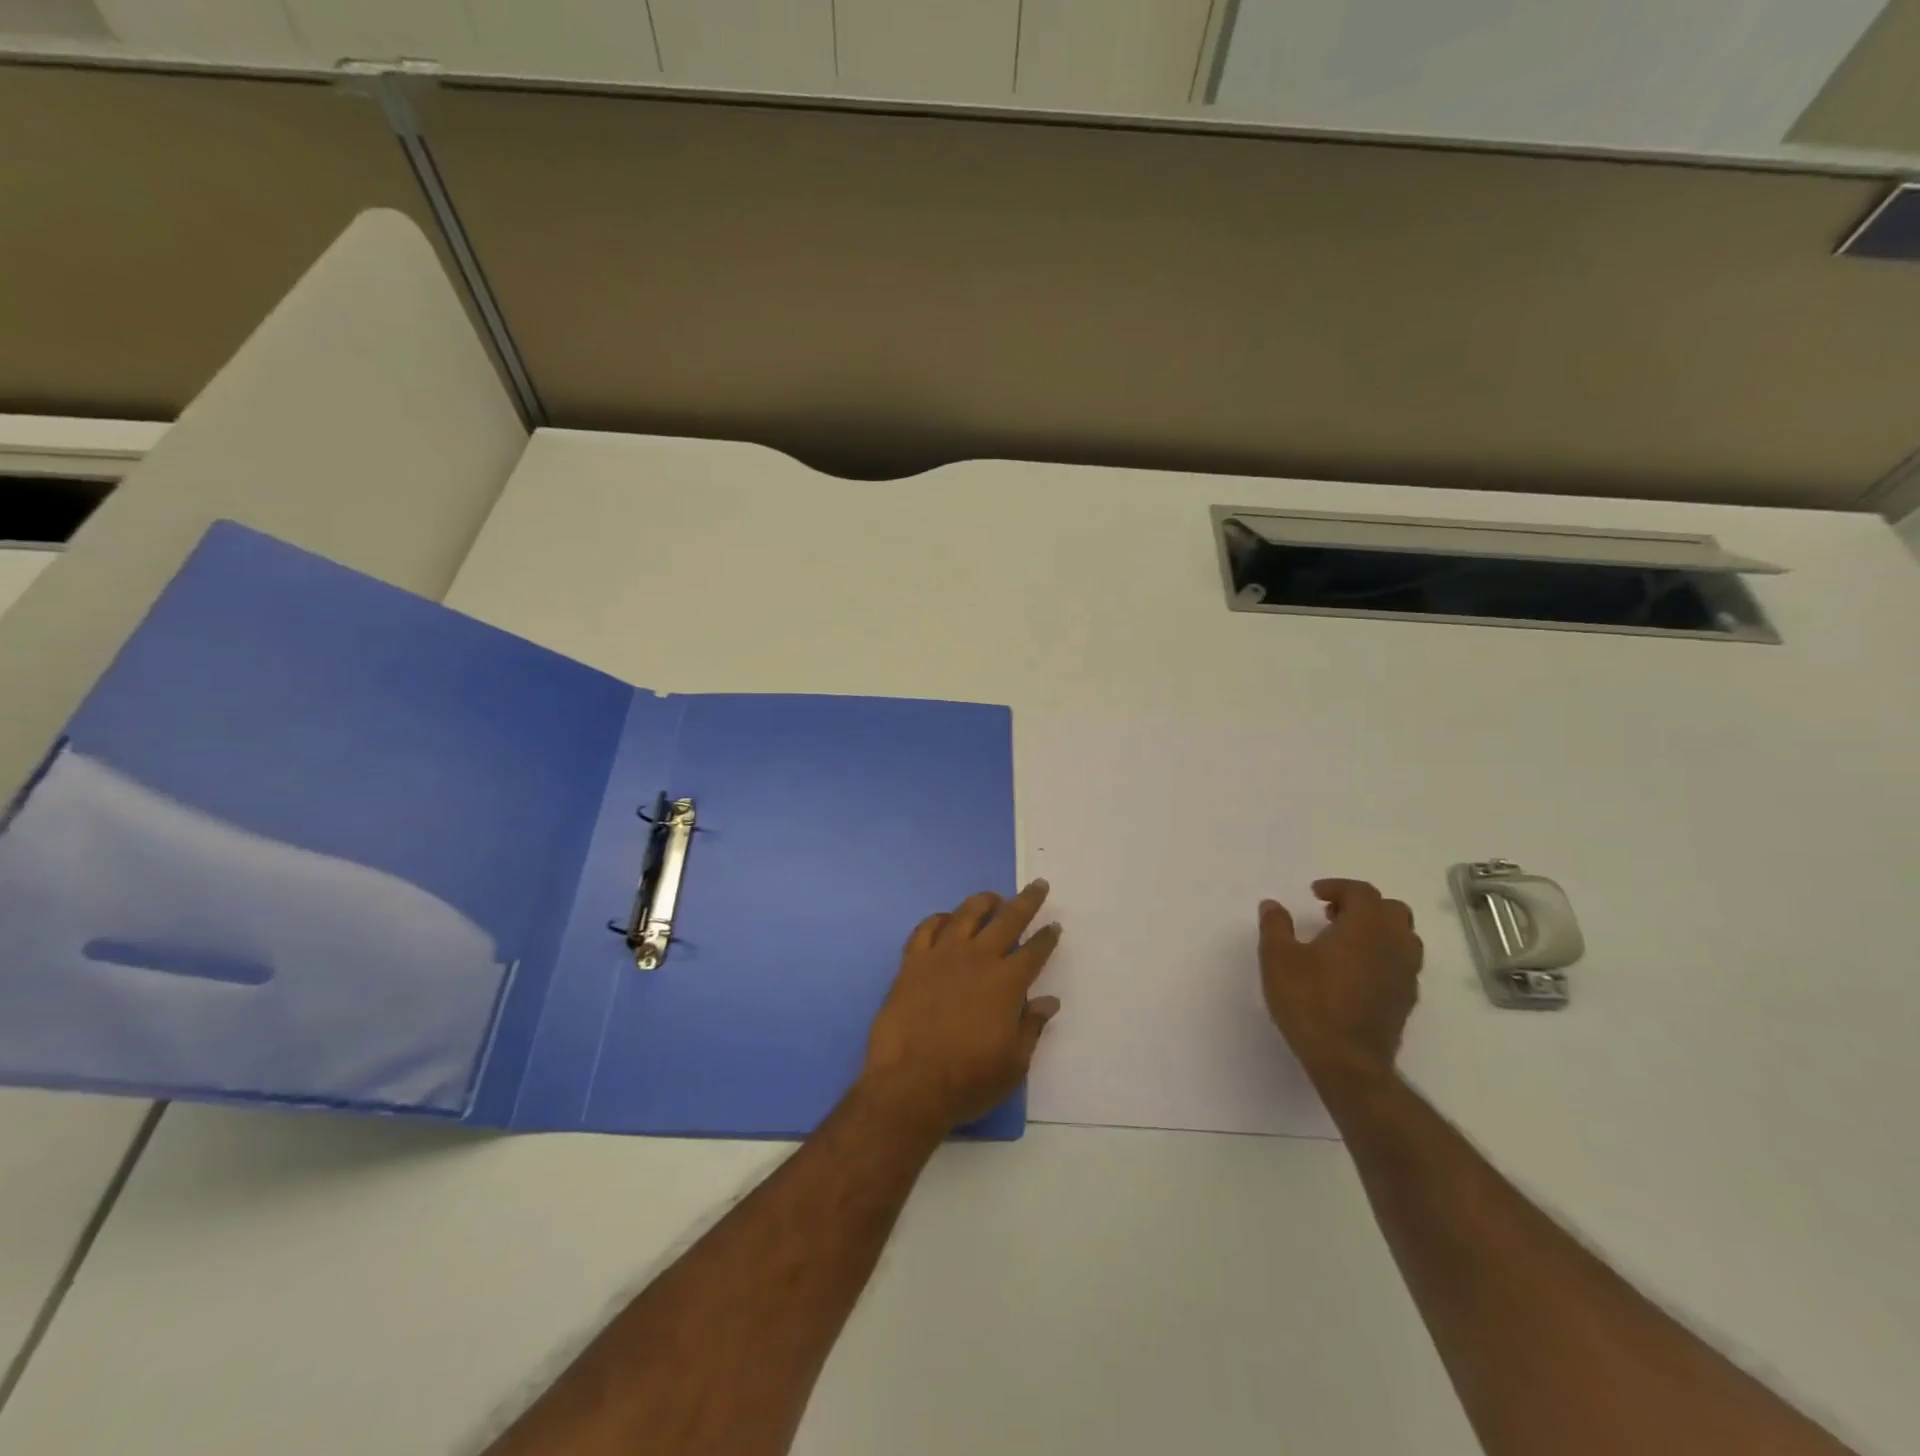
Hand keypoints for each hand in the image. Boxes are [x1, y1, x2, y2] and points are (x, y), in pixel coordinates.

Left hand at [860, 880, 1061, 1132]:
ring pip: (966, 914)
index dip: (1047, 937)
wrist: (909, 1084)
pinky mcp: (911, 962)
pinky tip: (945, 919)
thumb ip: (1032, 1027)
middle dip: (1026, 901)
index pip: (1034, 950)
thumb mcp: (1013, 1064)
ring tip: (992, 898)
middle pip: (1007, 919)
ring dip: (983, 902)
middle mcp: (977, 958)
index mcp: (1006, 982)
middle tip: (1037, 885)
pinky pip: (926, 929)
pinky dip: (939, 919)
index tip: (1054, 926)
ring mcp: (941, 956)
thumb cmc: (968, 1080)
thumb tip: (1049, 1001)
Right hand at [1259, 879, 1421, 1083]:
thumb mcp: (1277, 958)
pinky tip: (1356, 971)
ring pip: (1403, 937)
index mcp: (1365, 927)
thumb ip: (1276, 926)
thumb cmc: (1309, 1002)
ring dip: (1378, 930)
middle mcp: (1393, 944)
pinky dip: (1383, 955)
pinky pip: (1402, 963)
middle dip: (1363, 905)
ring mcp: (1405, 973)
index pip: (1361, 892)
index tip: (1315, 895)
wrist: (1346, 1061)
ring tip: (1346, 942)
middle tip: (1332, 914)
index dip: (1338, 887)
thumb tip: (1273, 905)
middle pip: (1392, 910)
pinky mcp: (1406, 1000)